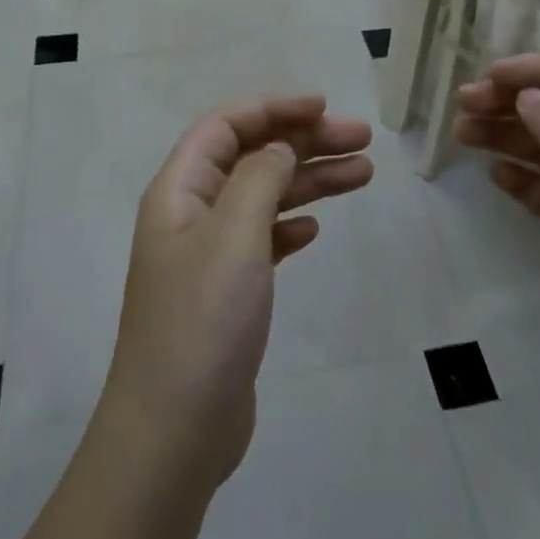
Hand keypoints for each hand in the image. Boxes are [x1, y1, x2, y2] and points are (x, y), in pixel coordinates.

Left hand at [99, 94, 373, 493]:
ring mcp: (209, 254)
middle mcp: (191, 213)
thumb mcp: (234, 234)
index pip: (226, 125)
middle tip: (362, 140)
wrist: (175, 431)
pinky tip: (316, 230)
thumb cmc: (202, 320)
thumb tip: (278, 147)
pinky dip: (291, 225)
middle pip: (252, 156)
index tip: (324, 107)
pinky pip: (263, 238)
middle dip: (304, 142)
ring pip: (265, 196)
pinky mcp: (227, 291)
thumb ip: (260, 178)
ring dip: (309, 181)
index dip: (274, 108)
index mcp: (180, 189)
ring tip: (364, 173)